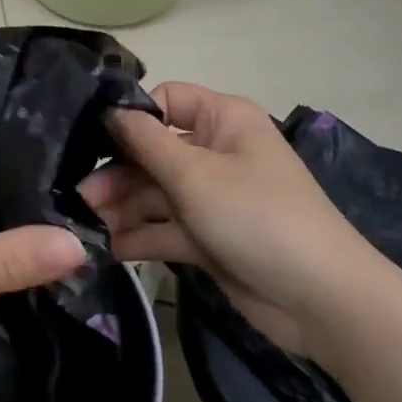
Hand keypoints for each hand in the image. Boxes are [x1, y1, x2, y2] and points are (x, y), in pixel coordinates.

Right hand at [79, 82, 383, 359]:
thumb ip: (145, 142)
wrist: (322, 301)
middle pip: (154, 152)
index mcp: (223, 120)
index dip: (132, 117)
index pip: (167, 101)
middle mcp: (216, 152)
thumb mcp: (195, 175)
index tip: (93, 140)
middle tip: (80, 196)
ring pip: (156, 193)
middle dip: (118, 173)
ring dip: (123, 208)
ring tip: (87, 224)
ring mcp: (213, 198)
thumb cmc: (257, 217)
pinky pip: (166, 229)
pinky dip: (141, 237)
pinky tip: (109, 248)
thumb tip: (111, 111)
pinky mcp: (210, 238)